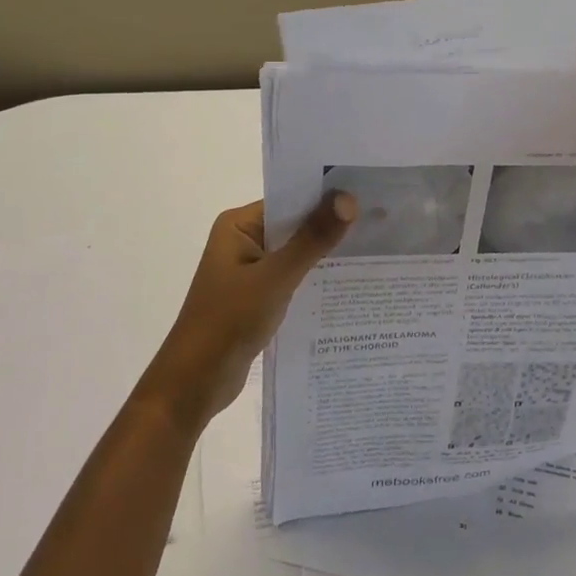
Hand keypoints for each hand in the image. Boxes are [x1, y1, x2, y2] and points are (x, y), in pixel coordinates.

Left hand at [136, 193, 356, 432]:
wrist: (195, 383)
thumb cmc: (229, 321)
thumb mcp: (275, 278)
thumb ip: (312, 239)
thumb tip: (347, 198)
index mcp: (238, 225)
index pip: (289, 199)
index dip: (325, 195)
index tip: (366, 192)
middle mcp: (243, 240)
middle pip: (294, 225)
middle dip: (331, 225)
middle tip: (380, 219)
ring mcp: (250, 270)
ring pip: (296, 253)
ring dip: (325, 254)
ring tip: (374, 248)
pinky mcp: (257, 296)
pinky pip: (292, 277)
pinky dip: (314, 279)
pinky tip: (349, 283)